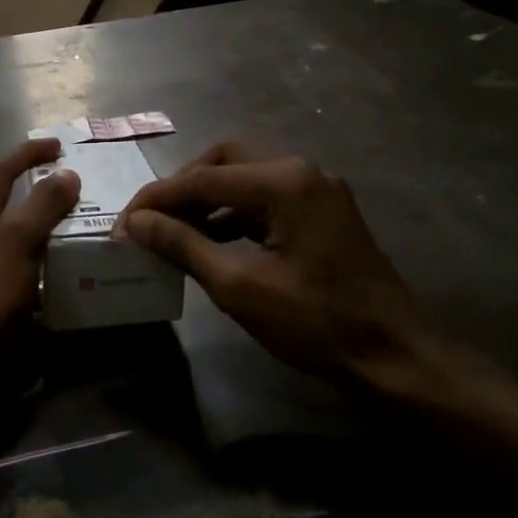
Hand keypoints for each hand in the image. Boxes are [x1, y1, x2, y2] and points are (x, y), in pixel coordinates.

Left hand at [0, 138, 79, 358]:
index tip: (57, 146)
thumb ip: (43, 206)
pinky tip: (73, 264)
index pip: (1, 171)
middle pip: (8, 199)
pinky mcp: (0, 293)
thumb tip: (67, 173)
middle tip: (76, 184)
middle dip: (39, 186)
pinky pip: (30, 262)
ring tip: (83, 220)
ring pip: (22, 232)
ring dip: (48, 222)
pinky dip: (50, 255)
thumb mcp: (18, 242)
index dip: (26, 154)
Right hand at [117, 142, 450, 395]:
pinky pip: (267, 197)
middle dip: (183, 187)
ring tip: (174, 231)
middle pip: (224, 160)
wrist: (394, 356)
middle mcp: (302, 170)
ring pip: (246, 176)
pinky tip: (213, 239)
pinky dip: (234, 212)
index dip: (156, 200)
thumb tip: (137, 222)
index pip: (201, 178)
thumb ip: (183, 245)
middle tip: (151, 219)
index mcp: (283, 181)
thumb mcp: (239, 286)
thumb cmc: (315, 323)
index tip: (123, 224)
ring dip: (208, 198)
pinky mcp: (324, 211)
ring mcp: (317, 189)